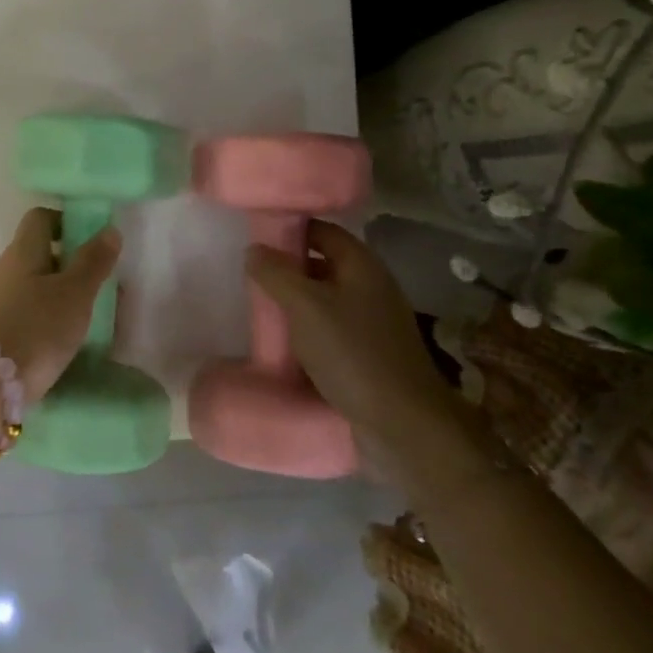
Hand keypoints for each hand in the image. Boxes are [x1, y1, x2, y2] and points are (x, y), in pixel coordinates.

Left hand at [0, 208, 121, 403]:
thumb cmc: (35, 330)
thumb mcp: (75, 295)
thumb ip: (92, 262)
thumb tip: (108, 229)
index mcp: (21, 252)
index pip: (39, 218)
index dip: (64, 222)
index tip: (89, 243)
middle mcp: (0, 270)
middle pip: (33, 254)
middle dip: (64, 265)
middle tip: (94, 288)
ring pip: (25, 287)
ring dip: (51, 296)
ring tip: (79, 321)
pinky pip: (17, 315)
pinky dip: (37, 321)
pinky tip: (53, 344)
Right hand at [245, 220, 455, 452]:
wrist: (401, 424)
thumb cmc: (352, 353)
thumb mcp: (304, 306)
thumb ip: (275, 273)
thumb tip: (254, 250)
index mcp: (362, 266)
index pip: (322, 231)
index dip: (290, 229)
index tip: (256, 237)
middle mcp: (372, 288)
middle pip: (323, 265)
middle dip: (288, 269)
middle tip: (250, 276)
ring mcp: (373, 323)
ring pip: (325, 300)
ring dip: (295, 303)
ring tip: (260, 309)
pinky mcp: (368, 354)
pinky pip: (330, 330)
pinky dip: (307, 331)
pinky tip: (284, 344)